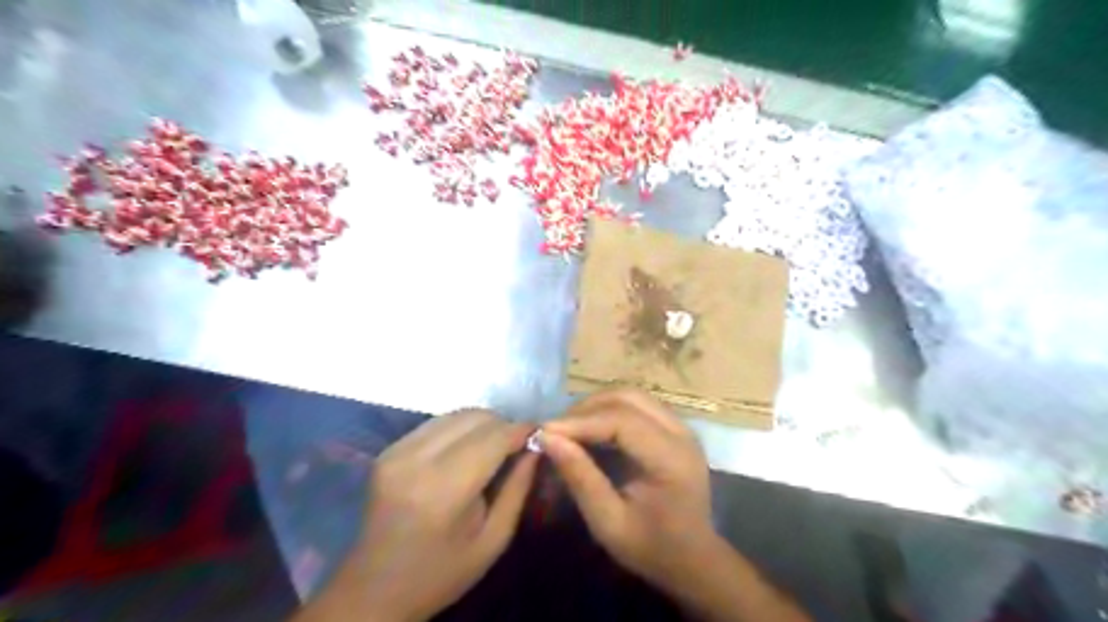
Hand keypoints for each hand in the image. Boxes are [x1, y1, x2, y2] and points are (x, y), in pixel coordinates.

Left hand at [308, 407, 539, 620]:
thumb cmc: (441, 574)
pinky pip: (436, 423)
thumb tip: (536, 448)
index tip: (539, 434)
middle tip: (517, 445)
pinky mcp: (389, 450)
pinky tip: (467, 450)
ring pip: (456, 414)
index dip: (521, 430)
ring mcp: (398, 451)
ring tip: (494, 446)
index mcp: (444, 489)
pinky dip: (460, 429)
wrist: (373, 591)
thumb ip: (517, 488)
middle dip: (503, 425)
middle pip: (475, 417)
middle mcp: (417, 460)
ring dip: (482, 424)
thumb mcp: (493, 540)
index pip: (493, 437)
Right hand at [542, 389, 714, 587]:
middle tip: (556, 429)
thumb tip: (548, 438)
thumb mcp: (609, 523)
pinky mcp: (674, 427)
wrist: (692, 558)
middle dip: (586, 408)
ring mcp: (681, 426)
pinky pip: (637, 404)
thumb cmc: (650, 548)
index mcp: (672, 459)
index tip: (545, 431)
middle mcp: (681, 433)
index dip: (581, 422)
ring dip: (596, 405)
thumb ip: (581, 478)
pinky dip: (609, 409)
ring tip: (569, 427)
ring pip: (632, 395)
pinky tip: (590, 427)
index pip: (623, 421)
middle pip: (628, 398)